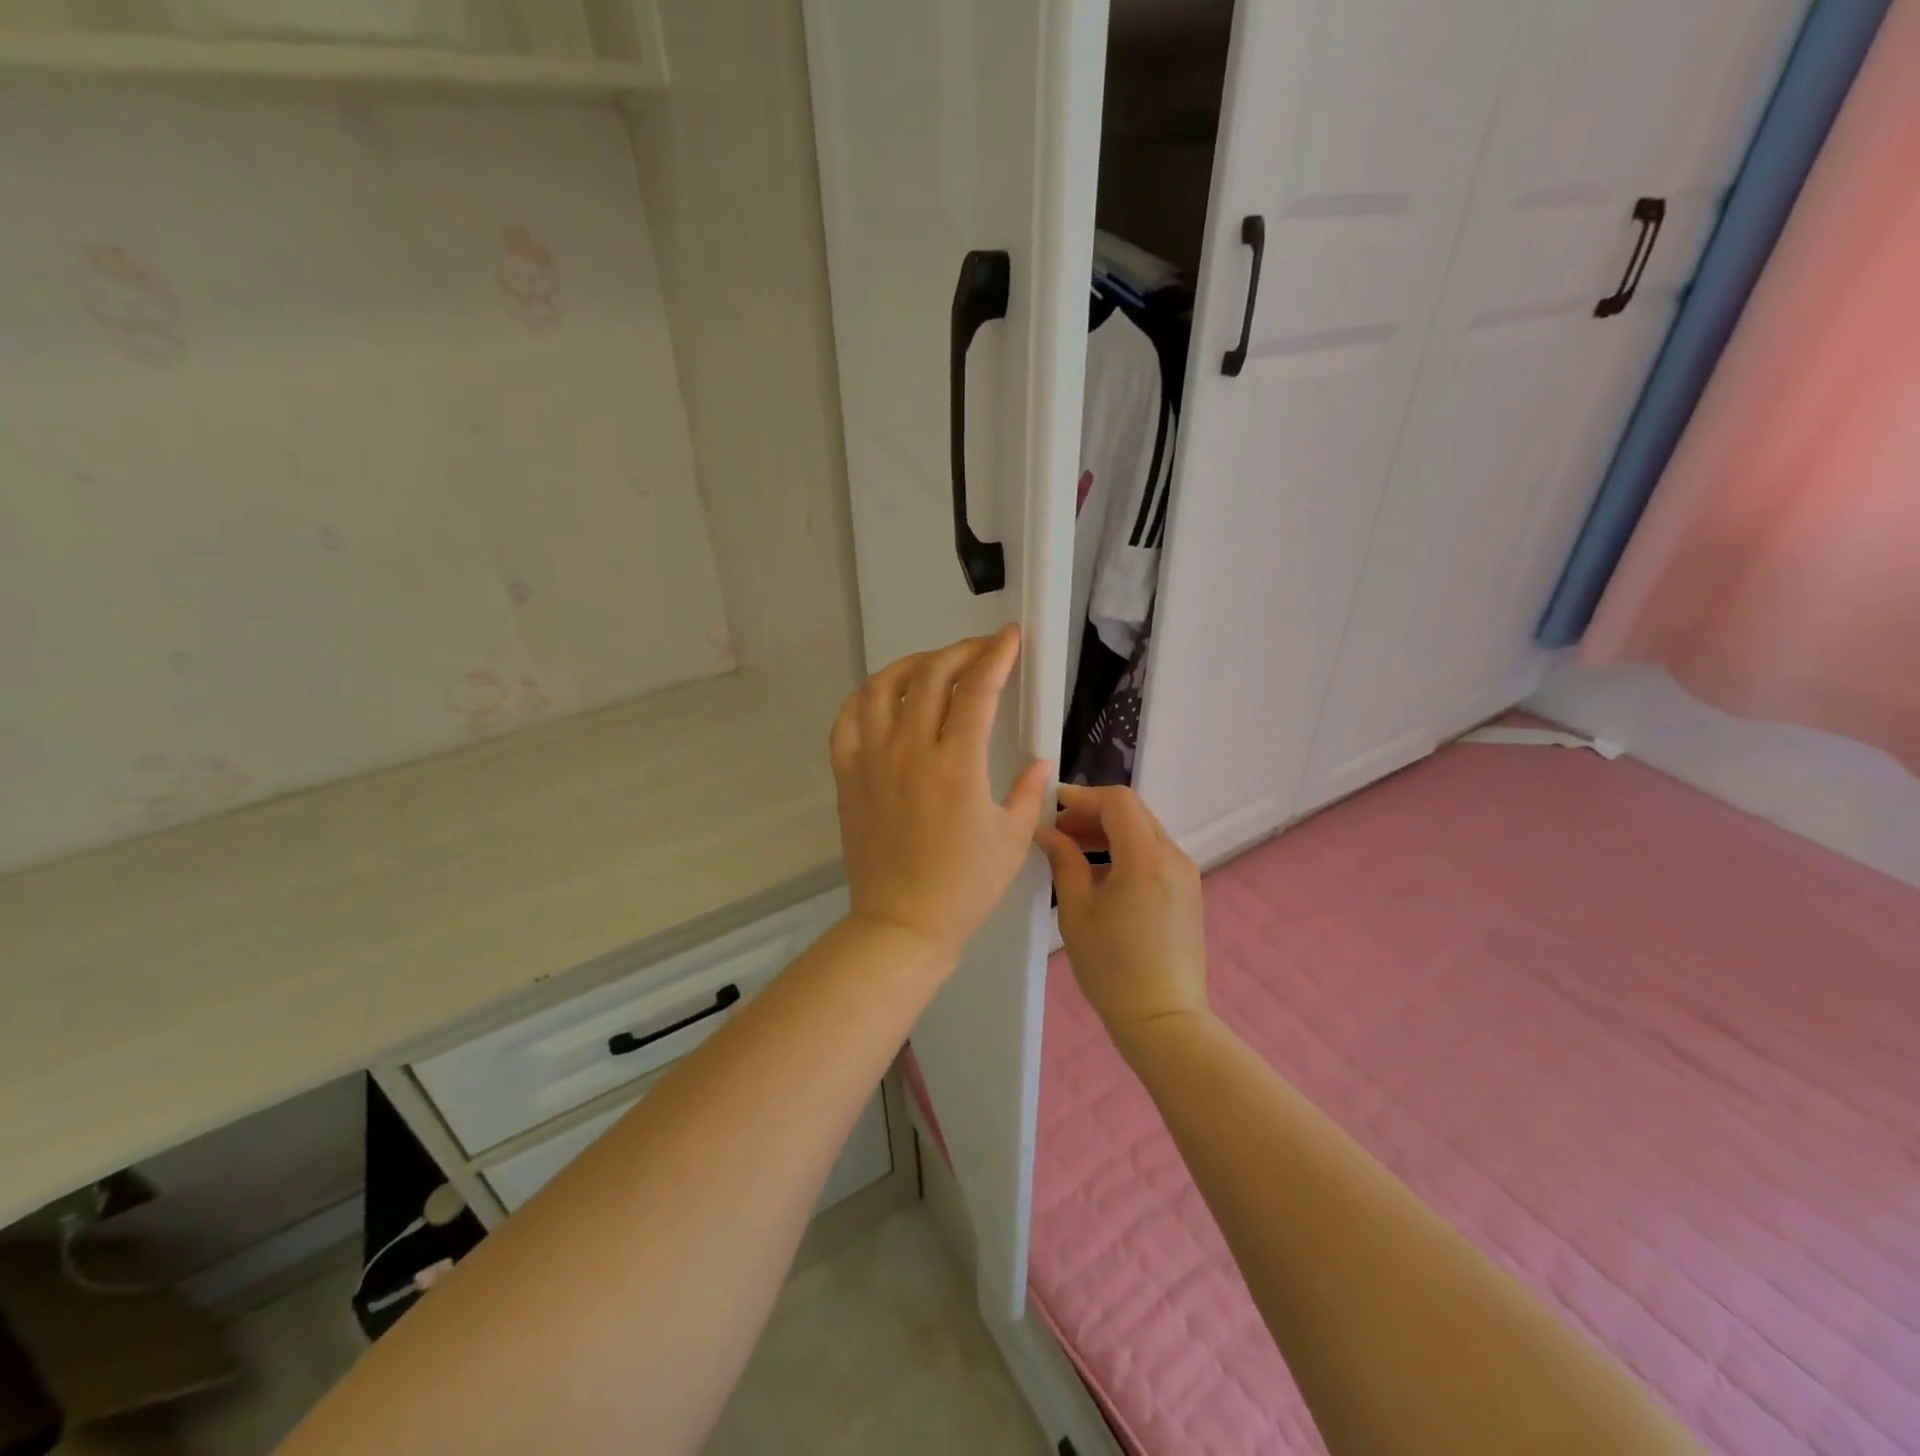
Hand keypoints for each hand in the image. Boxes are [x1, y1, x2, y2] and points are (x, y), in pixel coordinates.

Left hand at [830, 627, 1051, 960]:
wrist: (902, 924)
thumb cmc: (964, 887)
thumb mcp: (1011, 840)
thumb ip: (1029, 792)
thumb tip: (1040, 760)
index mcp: (957, 766)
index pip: (977, 690)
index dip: (996, 655)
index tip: (1010, 637)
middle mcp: (910, 752)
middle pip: (931, 677)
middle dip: (961, 652)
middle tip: (982, 650)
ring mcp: (872, 761)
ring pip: (883, 688)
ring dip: (912, 664)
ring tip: (934, 665)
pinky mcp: (848, 776)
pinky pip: (847, 720)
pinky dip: (866, 696)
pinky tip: (884, 695)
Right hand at [1035, 784, 1207, 1045]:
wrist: (1163, 1019)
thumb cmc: (1112, 968)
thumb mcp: (1076, 912)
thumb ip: (1064, 861)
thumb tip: (1045, 831)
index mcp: (1146, 858)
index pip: (1117, 801)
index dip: (1082, 796)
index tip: (1051, 806)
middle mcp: (1172, 856)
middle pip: (1132, 812)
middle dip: (1092, 812)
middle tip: (1057, 829)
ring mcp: (1185, 873)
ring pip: (1144, 831)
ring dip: (1108, 831)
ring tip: (1072, 849)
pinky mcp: (1187, 891)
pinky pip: (1153, 853)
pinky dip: (1125, 850)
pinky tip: (1099, 873)